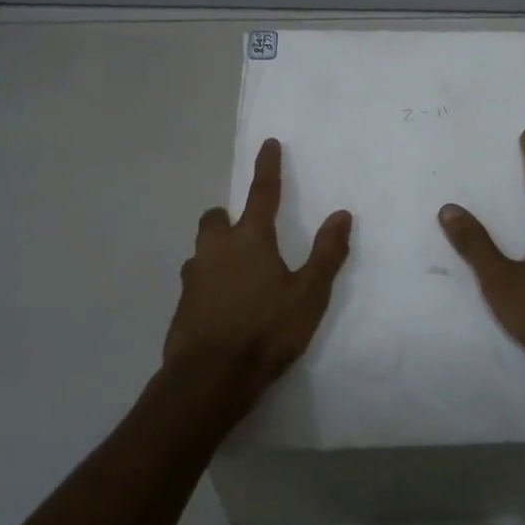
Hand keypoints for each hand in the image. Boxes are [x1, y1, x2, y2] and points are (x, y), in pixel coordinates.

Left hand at [166, 138, 352, 415]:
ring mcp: (194, 277)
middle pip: (216, 218)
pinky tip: (224, 306)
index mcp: (250, 239)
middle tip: (247, 232)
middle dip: (228, 217)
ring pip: (203, 250)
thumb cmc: (266, 331)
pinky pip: (197, 281)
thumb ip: (326, 253)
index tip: (268, 143)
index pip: (262, 192)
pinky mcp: (182, 305)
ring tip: (239, 274)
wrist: (209, 380)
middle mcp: (216, 249)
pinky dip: (210, 283)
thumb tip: (341, 214)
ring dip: (217, 251)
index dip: (268, 167)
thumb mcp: (309, 294)